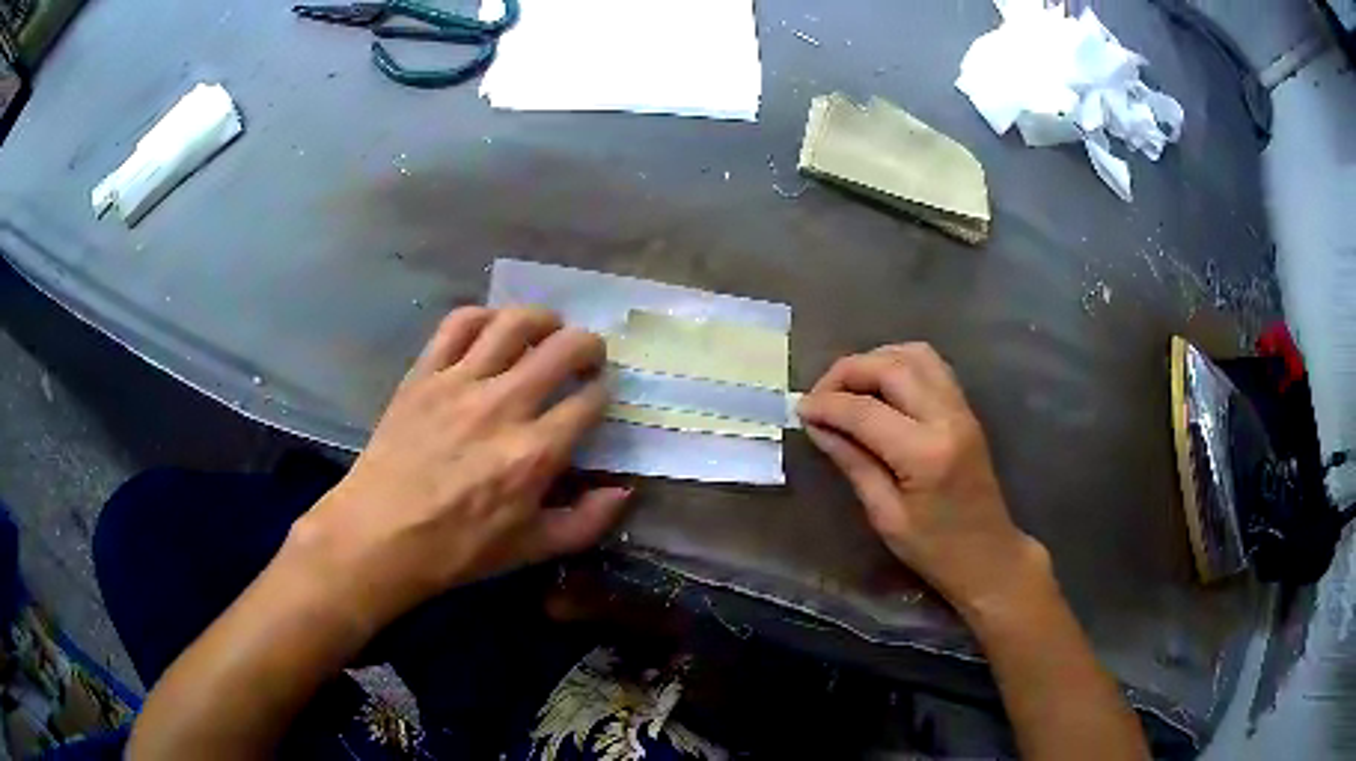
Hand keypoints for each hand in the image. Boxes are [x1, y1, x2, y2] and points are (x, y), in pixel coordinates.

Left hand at [286, 307, 629, 631]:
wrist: (380, 536)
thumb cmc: (457, 549)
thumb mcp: (531, 549)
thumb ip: (586, 522)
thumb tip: (624, 489)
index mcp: (535, 453)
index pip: (588, 400)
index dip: (603, 392)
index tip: (598, 396)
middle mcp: (503, 406)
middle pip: (563, 347)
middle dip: (588, 346)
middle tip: (587, 356)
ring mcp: (459, 383)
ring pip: (514, 323)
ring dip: (543, 319)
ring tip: (547, 330)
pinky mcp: (424, 373)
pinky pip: (458, 324)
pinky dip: (483, 316)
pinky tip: (492, 330)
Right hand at [797, 344, 1046, 617]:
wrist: (988, 555)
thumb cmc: (934, 549)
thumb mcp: (885, 515)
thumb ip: (853, 462)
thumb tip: (817, 426)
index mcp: (926, 454)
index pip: (865, 411)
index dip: (826, 405)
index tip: (799, 410)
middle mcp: (948, 418)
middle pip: (891, 367)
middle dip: (846, 372)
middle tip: (818, 396)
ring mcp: (962, 409)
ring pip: (914, 354)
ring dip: (874, 361)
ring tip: (847, 389)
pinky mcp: (965, 409)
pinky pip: (930, 366)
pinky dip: (898, 364)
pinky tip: (879, 389)